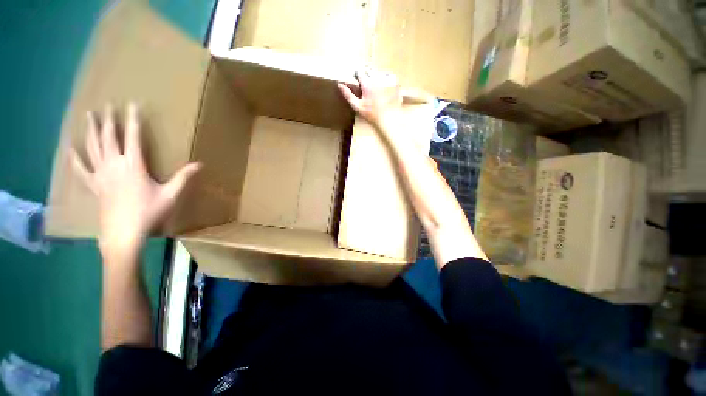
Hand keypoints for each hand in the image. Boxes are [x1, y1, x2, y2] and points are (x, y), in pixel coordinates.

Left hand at [71, 103, 199, 255]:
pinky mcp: (94, 185)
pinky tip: (70, 149)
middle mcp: (114, 165)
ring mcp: (101, 174)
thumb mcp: (171, 194)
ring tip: (89, 116)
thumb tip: (200, 164)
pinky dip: (75, 158)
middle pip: (108, 138)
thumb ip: (184, 177)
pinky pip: (81, 169)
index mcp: (133, 165)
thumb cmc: (149, 212)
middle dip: (108, 120)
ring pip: (93, 147)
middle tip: (106, 105)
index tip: (132, 104)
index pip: (133, 137)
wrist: (124, 233)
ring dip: (91, 131)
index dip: (133, 120)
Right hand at [337, 70, 403, 128]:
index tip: (356, 79)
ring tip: (375, 87)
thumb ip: (348, 95)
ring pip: (379, 73)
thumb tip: (339, 85)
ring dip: (375, 77)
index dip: (357, 74)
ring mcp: (387, 80)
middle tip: (365, 84)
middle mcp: (377, 79)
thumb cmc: (371, 115)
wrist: (387, 120)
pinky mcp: (395, 83)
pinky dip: (385, 80)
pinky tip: (384, 88)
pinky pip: (389, 77)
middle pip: (369, 70)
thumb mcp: (357, 106)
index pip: (359, 71)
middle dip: (366, 74)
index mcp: (367, 84)